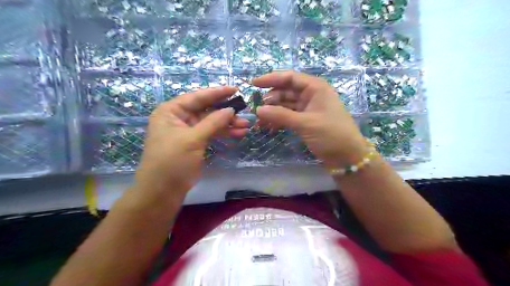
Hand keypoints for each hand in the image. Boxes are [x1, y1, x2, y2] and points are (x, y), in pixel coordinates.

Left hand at [131, 87, 248, 204]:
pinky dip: (223, 133)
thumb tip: (230, 109)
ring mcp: (188, 132)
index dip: (217, 93)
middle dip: (225, 112)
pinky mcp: (195, 143)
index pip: (197, 97)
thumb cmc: (172, 161)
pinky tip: (238, 134)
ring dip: (228, 124)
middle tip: (244, 113)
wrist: (162, 191)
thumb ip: (213, 122)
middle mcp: (179, 118)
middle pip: (206, 110)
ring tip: (246, 126)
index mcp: (171, 111)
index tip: (236, 89)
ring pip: (211, 123)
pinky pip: (211, 134)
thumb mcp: (193, 139)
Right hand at [253, 70, 366, 167]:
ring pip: (285, 105)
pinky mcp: (306, 121)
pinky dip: (279, 121)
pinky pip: (288, 117)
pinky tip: (269, 128)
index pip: (289, 78)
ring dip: (272, 112)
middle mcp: (311, 95)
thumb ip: (281, 115)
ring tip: (260, 122)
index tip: (253, 83)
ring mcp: (308, 109)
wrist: (347, 156)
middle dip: (270, 100)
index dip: (271, 79)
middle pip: (285, 92)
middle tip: (256, 110)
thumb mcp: (305, 123)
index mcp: (315, 88)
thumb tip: (258, 110)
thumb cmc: (331, 134)